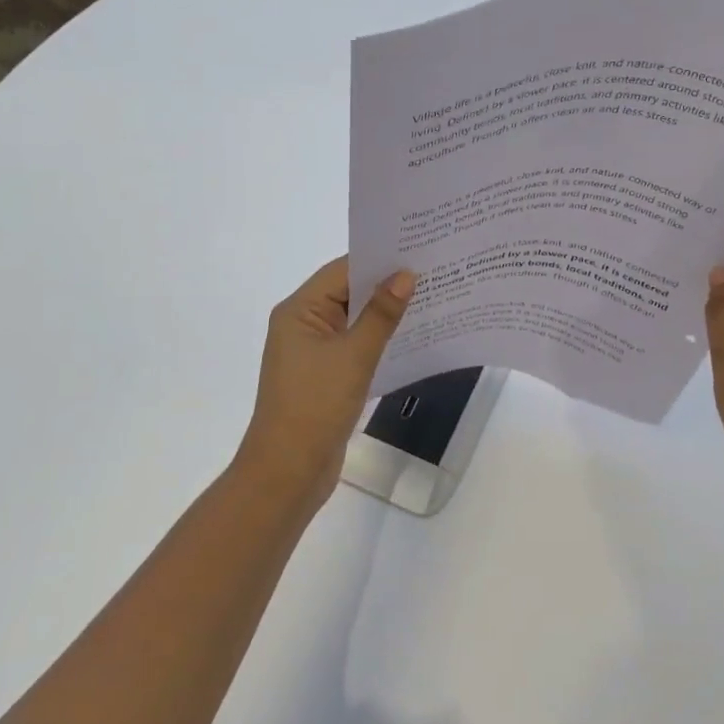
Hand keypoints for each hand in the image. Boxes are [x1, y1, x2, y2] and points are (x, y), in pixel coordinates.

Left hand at [236, 257, 413, 498]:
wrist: (289, 472)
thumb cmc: (316, 405)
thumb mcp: (354, 355)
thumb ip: (381, 314)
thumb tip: (406, 275)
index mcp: (299, 311)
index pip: (342, 270)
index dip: (379, 260)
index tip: (418, 250)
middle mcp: (303, 324)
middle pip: (348, 293)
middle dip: (387, 285)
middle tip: (434, 272)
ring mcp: (313, 352)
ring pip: (354, 321)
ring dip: (386, 314)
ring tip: (432, 299)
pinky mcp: (325, 376)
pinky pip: (355, 346)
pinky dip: (379, 340)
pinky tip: (412, 337)